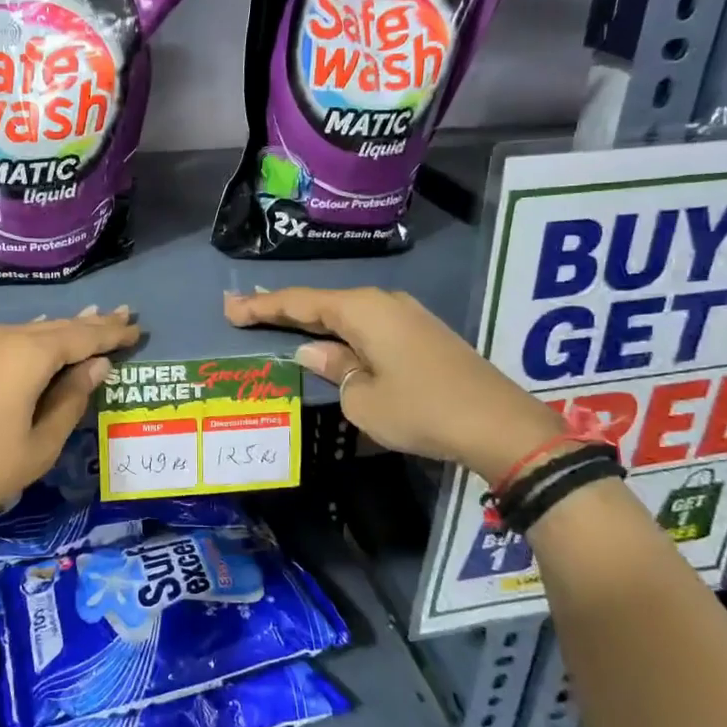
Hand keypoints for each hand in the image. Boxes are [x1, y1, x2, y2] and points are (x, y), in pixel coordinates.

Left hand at [0, 307, 139, 581]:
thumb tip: (96, 366)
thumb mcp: (38, 447)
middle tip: (121, 316)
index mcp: (22, 354)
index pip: (79, 336)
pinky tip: (38, 346)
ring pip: (23, 333)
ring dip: (56, 333)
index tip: (136, 326)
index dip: (110, 333)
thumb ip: (72, 399)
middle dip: (88, 325)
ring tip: (89, 324)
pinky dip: (25, 344)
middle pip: (52, 327)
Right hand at [224, 287, 561, 481]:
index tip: (229, 307)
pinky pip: (367, 326)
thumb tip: (315, 351)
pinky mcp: (421, 334)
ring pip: (346, 314)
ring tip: (277, 322)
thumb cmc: (420, 409)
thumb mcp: (363, 398)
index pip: (300, 303)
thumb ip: (333, 369)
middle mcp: (384, 303)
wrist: (497, 423)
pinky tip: (328, 340)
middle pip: (322, 302)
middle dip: (283, 308)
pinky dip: (340, 331)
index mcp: (363, 310)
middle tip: (243, 311)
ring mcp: (406, 316)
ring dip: (312, 320)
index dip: (262, 306)